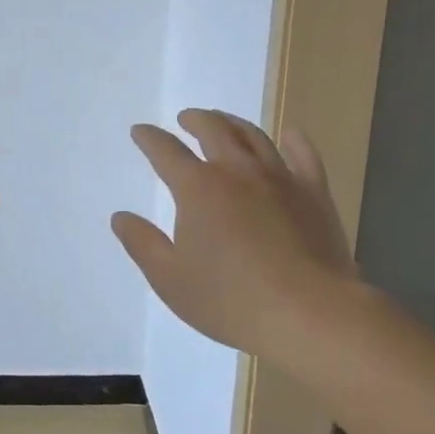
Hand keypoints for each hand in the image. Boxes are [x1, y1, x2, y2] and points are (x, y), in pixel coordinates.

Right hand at [112, 109, 355, 364]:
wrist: (310, 314)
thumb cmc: (231, 300)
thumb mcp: (171, 279)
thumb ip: (142, 244)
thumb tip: (120, 217)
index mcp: (198, 188)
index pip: (166, 150)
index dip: (149, 138)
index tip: (140, 131)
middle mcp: (236, 170)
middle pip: (212, 130)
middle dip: (194, 120)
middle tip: (185, 119)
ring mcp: (279, 178)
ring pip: (253, 135)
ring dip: (233, 122)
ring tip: (224, 122)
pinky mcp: (314, 193)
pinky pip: (304, 155)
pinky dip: (294, 140)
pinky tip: (290, 134)